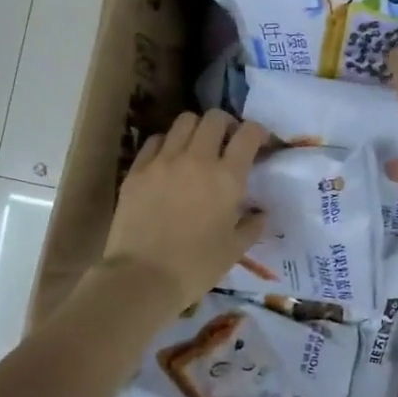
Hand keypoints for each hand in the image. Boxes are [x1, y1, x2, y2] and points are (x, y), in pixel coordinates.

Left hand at [103, 110, 268, 308]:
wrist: (142, 278)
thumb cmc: (196, 268)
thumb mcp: (234, 250)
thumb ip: (252, 226)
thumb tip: (260, 213)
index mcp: (227, 178)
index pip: (248, 133)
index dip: (258, 132)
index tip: (259, 144)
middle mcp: (197, 159)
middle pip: (214, 118)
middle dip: (226, 125)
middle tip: (227, 143)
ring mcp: (163, 161)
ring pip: (184, 121)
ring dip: (196, 129)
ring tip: (197, 148)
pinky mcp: (137, 169)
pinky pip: (156, 140)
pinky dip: (167, 143)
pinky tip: (169, 161)